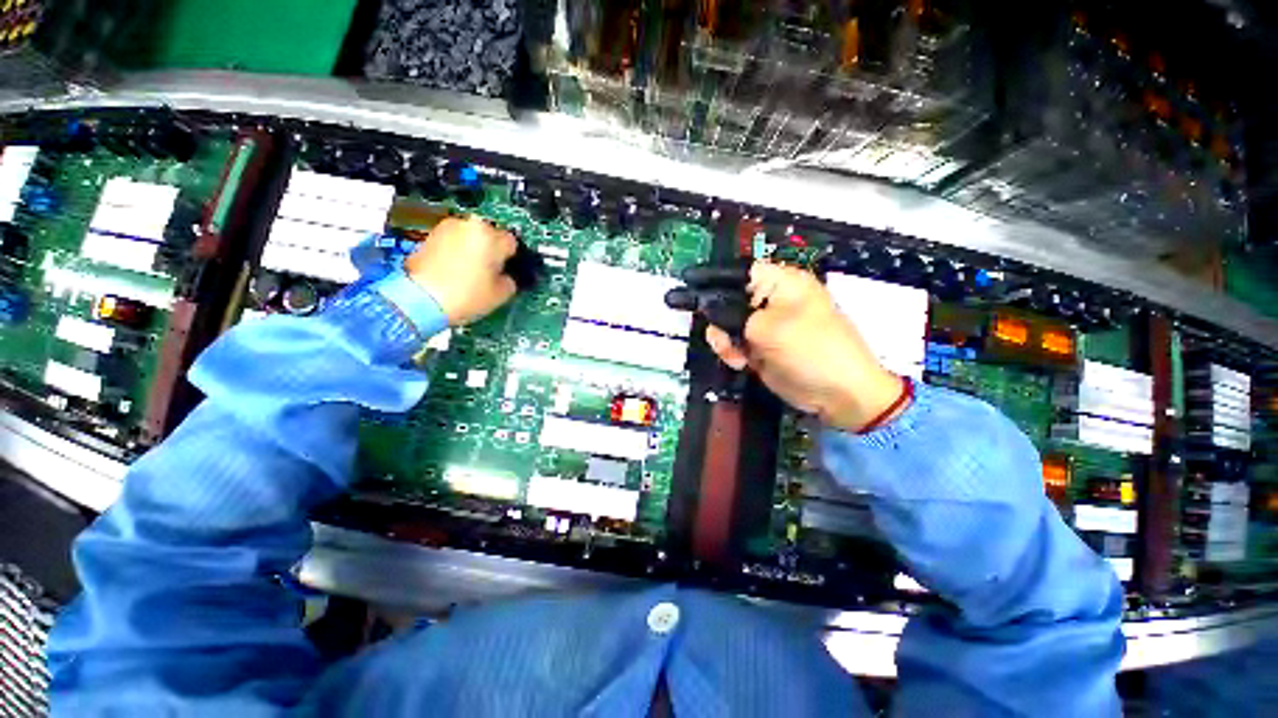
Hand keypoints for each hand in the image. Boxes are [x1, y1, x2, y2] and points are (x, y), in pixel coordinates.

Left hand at [404, 216, 518, 325]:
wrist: (421, 300)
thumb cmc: (467, 295)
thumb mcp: (501, 294)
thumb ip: (509, 280)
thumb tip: (505, 277)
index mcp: (490, 235)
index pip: (511, 243)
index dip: (511, 259)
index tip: (508, 271)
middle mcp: (469, 224)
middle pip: (489, 236)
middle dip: (491, 251)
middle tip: (490, 272)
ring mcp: (446, 228)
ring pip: (470, 237)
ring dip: (473, 250)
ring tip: (471, 273)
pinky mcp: (429, 236)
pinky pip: (453, 242)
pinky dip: (456, 252)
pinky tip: (455, 271)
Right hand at [705, 261, 905, 432]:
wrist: (838, 394)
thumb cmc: (810, 350)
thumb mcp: (768, 328)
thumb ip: (733, 316)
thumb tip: (707, 307)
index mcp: (781, 282)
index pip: (741, 271)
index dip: (717, 280)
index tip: (697, 294)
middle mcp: (771, 299)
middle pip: (728, 298)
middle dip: (718, 318)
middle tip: (721, 336)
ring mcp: (765, 325)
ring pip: (726, 323)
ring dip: (725, 340)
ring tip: (736, 355)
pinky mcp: (760, 346)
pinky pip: (734, 343)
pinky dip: (732, 352)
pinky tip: (741, 363)